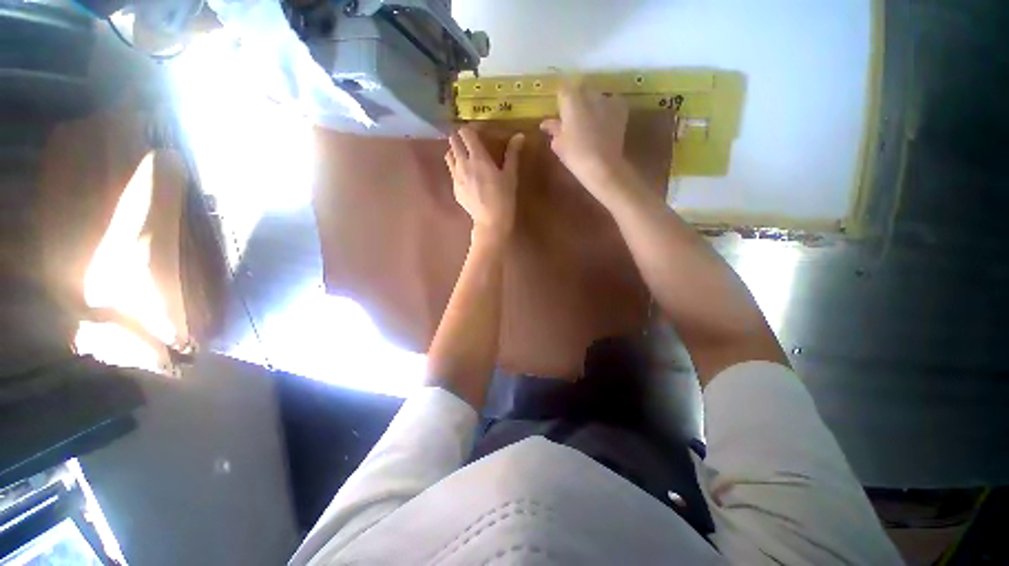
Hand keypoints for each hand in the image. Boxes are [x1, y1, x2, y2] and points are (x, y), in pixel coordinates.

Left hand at [447, 126, 524, 240]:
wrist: (490, 221)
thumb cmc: (503, 197)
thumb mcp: (510, 175)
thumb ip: (512, 154)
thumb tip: (519, 135)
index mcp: (477, 156)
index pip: (465, 132)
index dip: (470, 129)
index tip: (478, 132)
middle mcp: (462, 163)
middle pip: (453, 141)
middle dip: (460, 138)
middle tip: (471, 143)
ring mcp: (456, 176)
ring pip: (449, 155)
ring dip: (455, 152)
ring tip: (466, 158)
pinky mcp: (454, 188)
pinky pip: (451, 171)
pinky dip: (456, 168)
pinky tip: (467, 176)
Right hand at [540, 81, 630, 191]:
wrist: (602, 165)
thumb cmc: (575, 155)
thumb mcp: (558, 144)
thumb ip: (553, 129)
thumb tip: (547, 123)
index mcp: (571, 100)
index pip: (562, 90)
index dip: (561, 101)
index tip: (560, 113)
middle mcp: (589, 93)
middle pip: (580, 90)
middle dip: (576, 101)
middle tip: (574, 119)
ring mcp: (607, 99)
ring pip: (596, 96)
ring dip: (592, 105)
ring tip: (590, 122)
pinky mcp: (621, 108)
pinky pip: (611, 102)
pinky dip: (607, 109)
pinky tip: (604, 122)